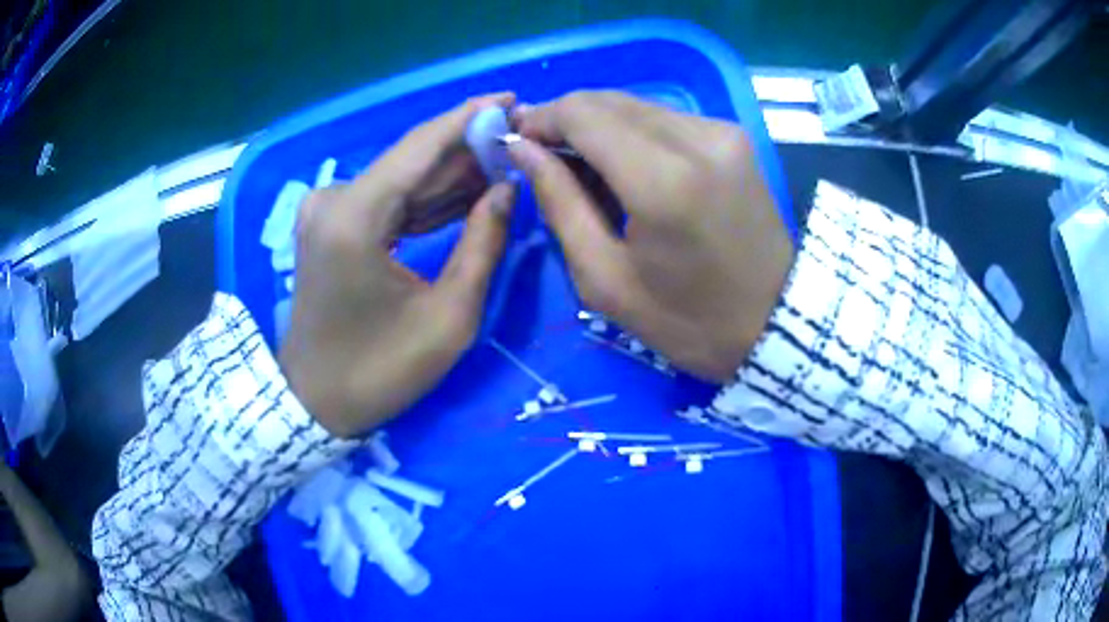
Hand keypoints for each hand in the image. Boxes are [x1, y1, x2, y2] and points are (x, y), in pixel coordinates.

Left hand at [280, 94, 516, 437]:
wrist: (314, 400)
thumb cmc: (379, 371)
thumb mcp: (448, 319)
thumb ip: (483, 245)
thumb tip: (508, 189)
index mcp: (355, 219)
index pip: (420, 147)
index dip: (469, 118)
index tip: (512, 99)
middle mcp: (335, 201)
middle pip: (411, 159)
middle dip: (468, 147)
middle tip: (520, 139)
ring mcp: (328, 211)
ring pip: (402, 177)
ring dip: (452, 172)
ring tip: (506, 162)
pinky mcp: (332, 224)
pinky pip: (388, 200)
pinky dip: (427, 197)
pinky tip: (469, 190)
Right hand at [507, 92, 793, 382]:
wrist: (774, 321)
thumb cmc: (687, 319)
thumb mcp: (605, 279)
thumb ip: (559, 203)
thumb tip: (523, 148)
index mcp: (662, 181)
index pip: (582, 114)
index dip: (542, 119)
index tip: (518, 141)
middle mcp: (696, 139)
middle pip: (607, 100)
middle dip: (565, 120)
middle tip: (542, 153)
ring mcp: (721, 132)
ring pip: (635, 104)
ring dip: (598, 125)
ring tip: (582, 164)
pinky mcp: (733, 136)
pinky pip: (664, 117)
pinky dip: (633, 132)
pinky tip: (626, 164)